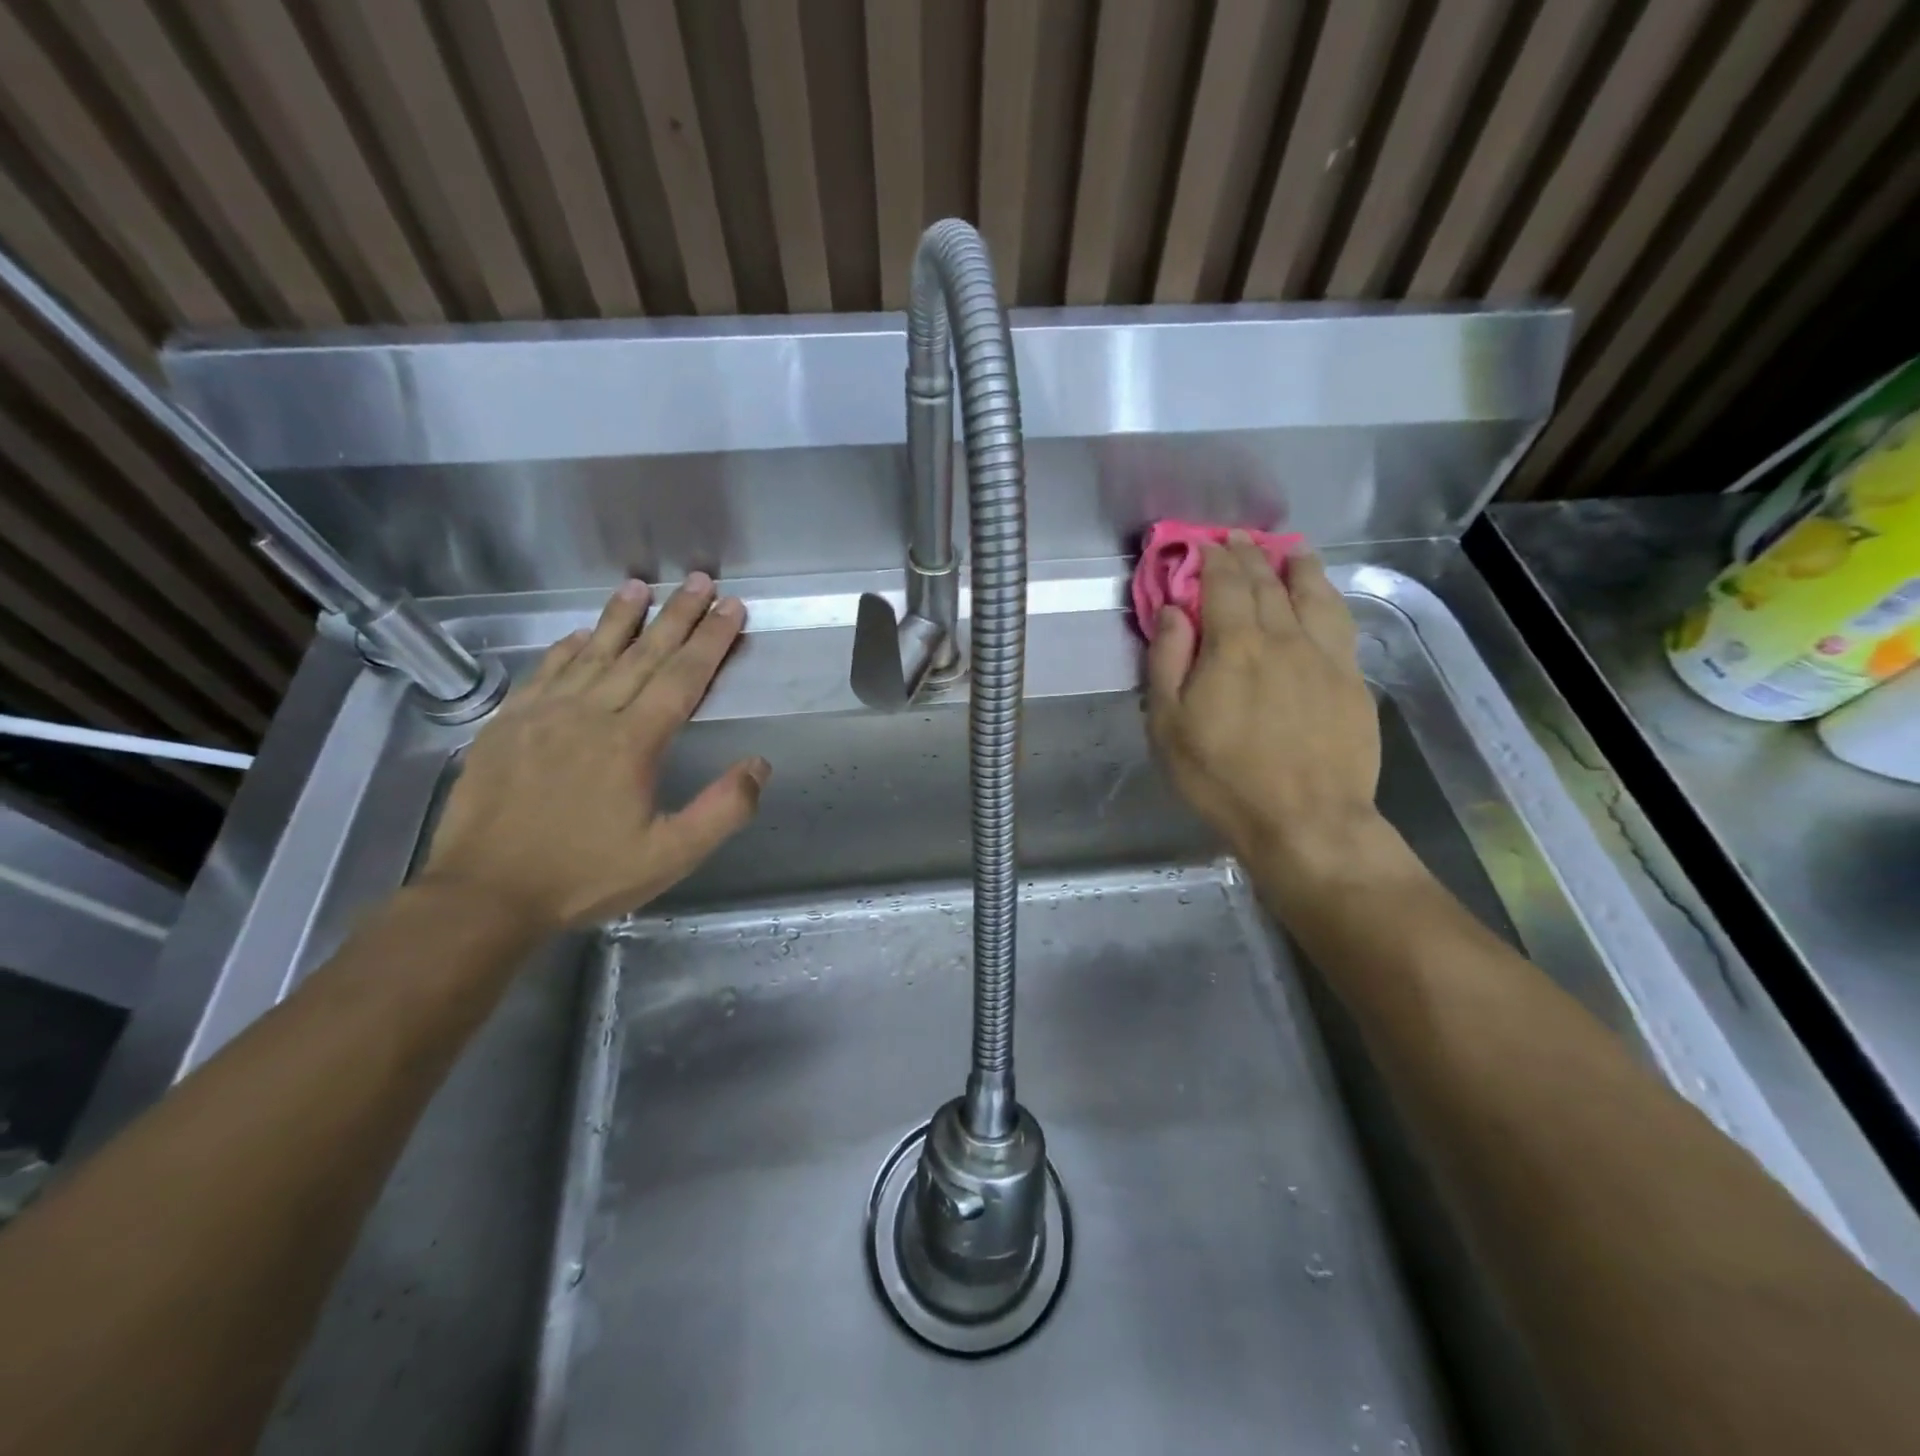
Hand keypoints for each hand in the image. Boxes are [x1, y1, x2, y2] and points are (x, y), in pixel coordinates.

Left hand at [419, 574, 768, 929]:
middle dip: (677, 616)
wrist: (483, 894)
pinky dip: (566, 649)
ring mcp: (542, 716)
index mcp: (632, 742)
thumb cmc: (584, 876)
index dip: (712, 640)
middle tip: (700, 582)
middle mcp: (590, 715)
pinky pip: (544, 673)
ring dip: (620, 618)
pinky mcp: (506, 726)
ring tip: (640, 586)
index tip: (732, 608)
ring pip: (591, 654)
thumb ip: (723, 810)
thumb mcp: (670, 856)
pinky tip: (580, 635)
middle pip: (643, 654)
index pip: (683, 678)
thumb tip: (758, 765)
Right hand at [1146, 536, 1379, 863]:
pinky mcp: (1352, 680)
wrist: (1305, 820)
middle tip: (1239, 539)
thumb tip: (1172, 610)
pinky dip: (1328, 598)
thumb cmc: (1222, 776)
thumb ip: (1167, 661)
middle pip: (1268, 582)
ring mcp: (1325, 657)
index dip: (1213, 559)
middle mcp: (1284, 637)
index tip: (1204, 543)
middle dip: (1250, 555)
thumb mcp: (1169, 725)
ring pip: (1314, 594)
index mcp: (1235, 645)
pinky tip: (1324, 597)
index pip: (1224, 584)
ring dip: (1299, 566)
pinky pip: (1341, 623)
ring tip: (1291, 549)